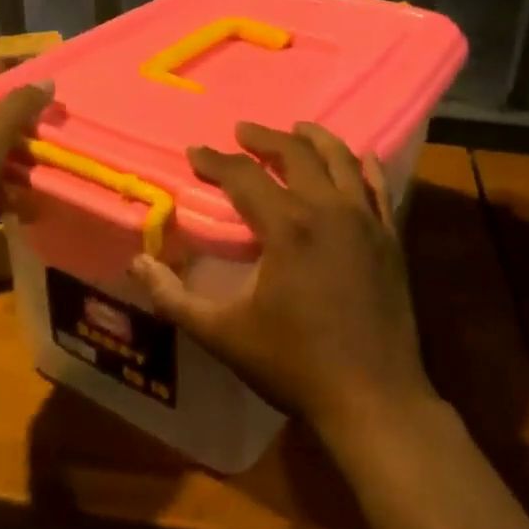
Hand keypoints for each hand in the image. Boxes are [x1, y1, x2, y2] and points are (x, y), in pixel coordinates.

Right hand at [128, 122, 438, 448]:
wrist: (373, 399)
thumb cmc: (294, 364)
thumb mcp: (223, 335)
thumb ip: (174, 298)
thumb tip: (137, 263)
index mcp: (287, 227)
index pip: (244, 177)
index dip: (215, 161)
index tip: (194, 153)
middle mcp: (328, 211)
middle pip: (296, 154)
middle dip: (264, 138)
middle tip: (242, 131)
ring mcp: (366, 222)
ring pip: (341, 160)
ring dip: (315, 139)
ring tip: (296, 129)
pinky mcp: (391, 239)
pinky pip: (378, 188)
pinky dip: (365, 167)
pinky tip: (359, 157)